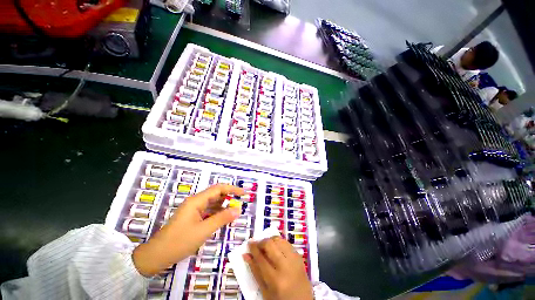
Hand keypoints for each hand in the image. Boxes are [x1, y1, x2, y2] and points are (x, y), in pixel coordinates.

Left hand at [133, 184, 243, 275]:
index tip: (243, 193)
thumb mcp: (203, 230)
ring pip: (212, 202)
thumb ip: (222, 218)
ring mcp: (193, 209)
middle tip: (241, 202)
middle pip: (215, 194)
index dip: (232, 189)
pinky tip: (223, 217)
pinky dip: (217, 212)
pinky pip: (208, 210)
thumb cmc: (179, 242)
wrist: (156, 256)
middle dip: (229, 196)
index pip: (218, 189)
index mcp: (196, 201)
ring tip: (235, 210)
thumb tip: (238, 209)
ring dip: (224, 205)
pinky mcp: (192, 217)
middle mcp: (195, 202)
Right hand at [244, 236, 312, 299]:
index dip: (253, 248)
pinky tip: (276, 248)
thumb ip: (255, 271)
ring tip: (266, 246)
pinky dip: (279, 243)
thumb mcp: (265, 291)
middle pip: (270, 244)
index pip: (261, 258)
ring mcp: (294, 260)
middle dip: (261, 242)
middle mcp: (286, 266)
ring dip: (270, 240)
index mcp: (275, 280)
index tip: (249, 243)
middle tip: (257, 245)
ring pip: (279, 240)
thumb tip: (246, 255)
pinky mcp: (299, 256)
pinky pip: (287, 243)